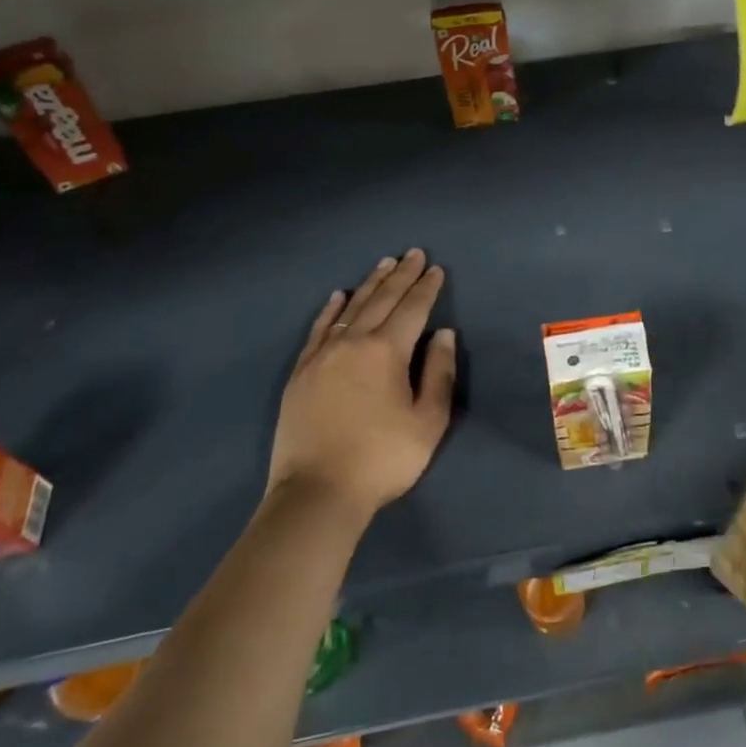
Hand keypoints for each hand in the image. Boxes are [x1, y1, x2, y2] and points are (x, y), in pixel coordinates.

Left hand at [267, 250, 456, 517]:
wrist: (317, 493)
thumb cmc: (382, 458)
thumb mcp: (428, 421)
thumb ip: (439, 373)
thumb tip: (443, 334)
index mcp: (386, 351)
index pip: (412, 309)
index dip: (426, 288)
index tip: (435, 268)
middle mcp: (353, 342)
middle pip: (381, 300)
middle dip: (401, 275)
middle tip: (413, 253)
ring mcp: (322, 355)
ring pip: (350, 308)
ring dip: (370, 284)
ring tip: (383, 264)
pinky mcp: (301, 372)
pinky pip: (319, 329)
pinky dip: (331, 309)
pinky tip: (338, 296)